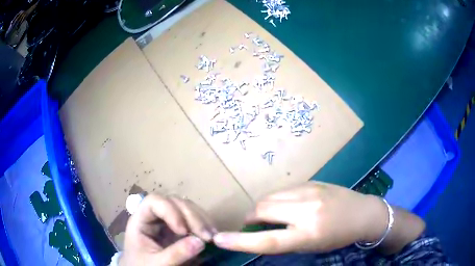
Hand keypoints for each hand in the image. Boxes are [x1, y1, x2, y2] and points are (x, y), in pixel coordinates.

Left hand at [120, 194, 216, 265]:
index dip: (170, 211)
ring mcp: (166, 221)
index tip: (183, 231)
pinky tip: (212, 235)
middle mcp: (154, 216)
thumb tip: (201, 242)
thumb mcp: (157, 263)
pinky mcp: (177, 228)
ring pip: (185, 208)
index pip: (153, 202)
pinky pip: (192, 219)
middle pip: (173, 203)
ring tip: (212, 236)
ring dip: (201, 220)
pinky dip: (203, 225)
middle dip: (192, 217)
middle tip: (207, 236)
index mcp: (140, 221)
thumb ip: (176, 254)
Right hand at [213, 182, 387, 253]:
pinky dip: (277, 199)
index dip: (239, 242)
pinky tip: (286, 205)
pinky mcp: (312, 181)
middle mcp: (307, 210)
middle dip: (251, 218)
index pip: (267, 241)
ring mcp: (310, 191)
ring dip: (263, 207)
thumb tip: (260, 234)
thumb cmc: (338, 237)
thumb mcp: (311, 246)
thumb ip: (285, 240)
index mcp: (308, 234)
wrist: (364, 213)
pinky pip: (283, 190)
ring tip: (270, 215)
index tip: (218, 239)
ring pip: (270, 196)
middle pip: (262, 209)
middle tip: (252, 225)